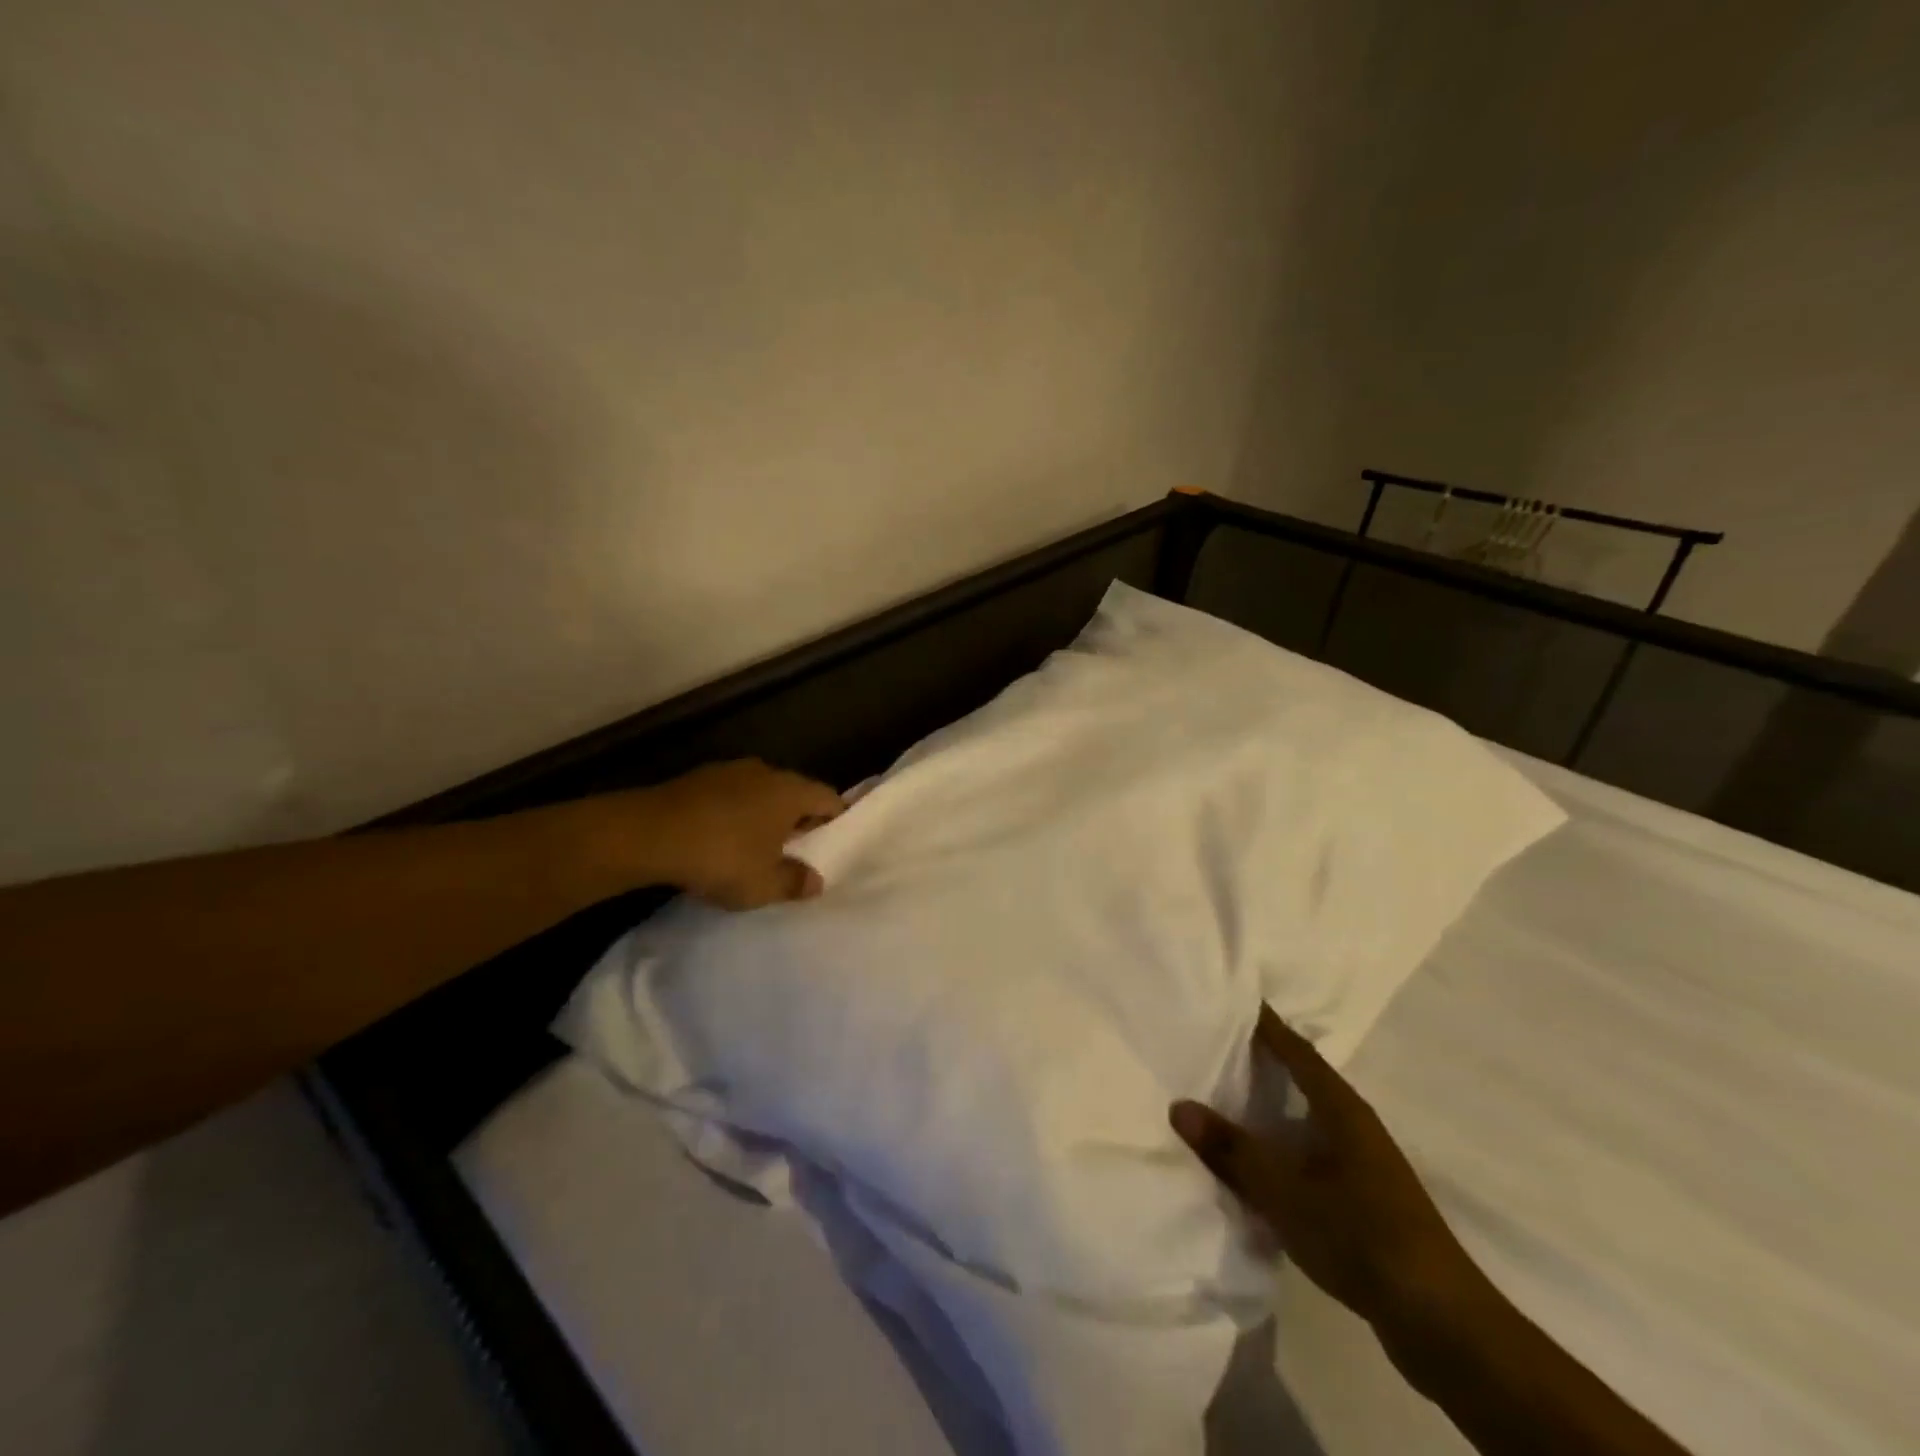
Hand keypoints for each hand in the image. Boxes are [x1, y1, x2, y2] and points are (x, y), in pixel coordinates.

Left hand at [622, 759, 842, 909]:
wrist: (648, 833)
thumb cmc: (722, 856)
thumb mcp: (764, 884)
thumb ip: (795, 882)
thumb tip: (816, 881)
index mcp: (791, 791)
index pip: (829, 799)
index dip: (836, 821)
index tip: (834, 844)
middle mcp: (766, 772)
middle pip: (795, 794)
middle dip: (799, 821)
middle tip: (798, 851)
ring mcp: (729, 771)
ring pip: (761, 794)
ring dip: (764, 817)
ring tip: (758, 849)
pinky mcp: (698, 779)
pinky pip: (731, 797)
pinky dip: (734, 815)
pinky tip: (721, 840)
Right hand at [1171, 1006, 1481, 1331]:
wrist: (1441, 1322)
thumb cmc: (1360, 1235)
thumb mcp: (1284, 1192)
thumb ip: (1232, 1150)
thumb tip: (1179, 1106)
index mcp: (1341, 1108)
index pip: (1296, 1050)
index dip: (1266, 1024)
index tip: (1234, 997)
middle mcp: (1354, 1126)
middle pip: (1302, 1079)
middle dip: (1263, 1060)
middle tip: (1216, 1042)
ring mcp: (1363, 1164)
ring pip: (1306, 1118)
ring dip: (1271, 1106)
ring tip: (1225, 1096)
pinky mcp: (1364, 1200)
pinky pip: (1310, 1153)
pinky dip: (1281, 1145)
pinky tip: (1257, 1161)